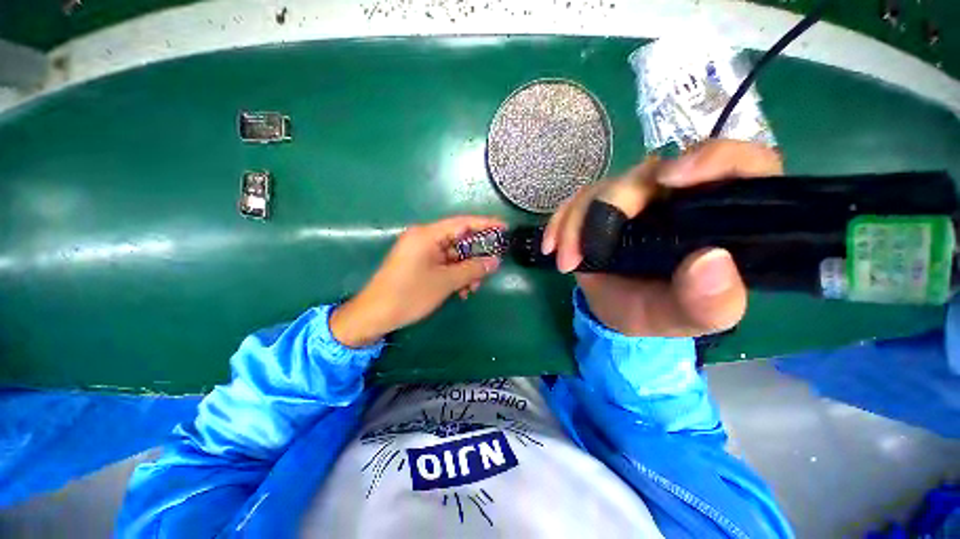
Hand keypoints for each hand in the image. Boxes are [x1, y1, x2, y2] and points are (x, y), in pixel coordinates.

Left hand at [330, 216, 504, 346]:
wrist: (375, 315)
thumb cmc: (410, 294)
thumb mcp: (445, 282)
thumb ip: (472, 269)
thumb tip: (494, 262)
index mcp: (427, 235)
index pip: (462, 223)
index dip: (485, 224)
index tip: (504, 227)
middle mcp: (424, 238)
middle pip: (458, 240)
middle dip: (475, 256)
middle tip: (491, 267)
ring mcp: (420, 252)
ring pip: (453, 255)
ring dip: (466, 270)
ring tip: (472, 288)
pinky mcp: (419, 264)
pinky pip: (444, 264)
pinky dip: (455, 275)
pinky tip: (461, 291)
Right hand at [541, 140, 782, 336]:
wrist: (618, 311)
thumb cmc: (661, 314)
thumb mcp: (691, 320)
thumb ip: (710, 302)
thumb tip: (711, 260)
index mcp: (719, 216)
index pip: (740, 165)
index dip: (712, 158)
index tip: (671, 179)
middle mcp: (679, 197)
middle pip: (649, 173)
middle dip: (609, 207)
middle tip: (583, 254)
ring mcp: (635, 198)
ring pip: (604, 187)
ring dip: (576, 223)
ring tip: (566, 262)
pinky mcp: (601, 206)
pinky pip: (577, 200)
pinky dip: (560, 222)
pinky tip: (551, 246)